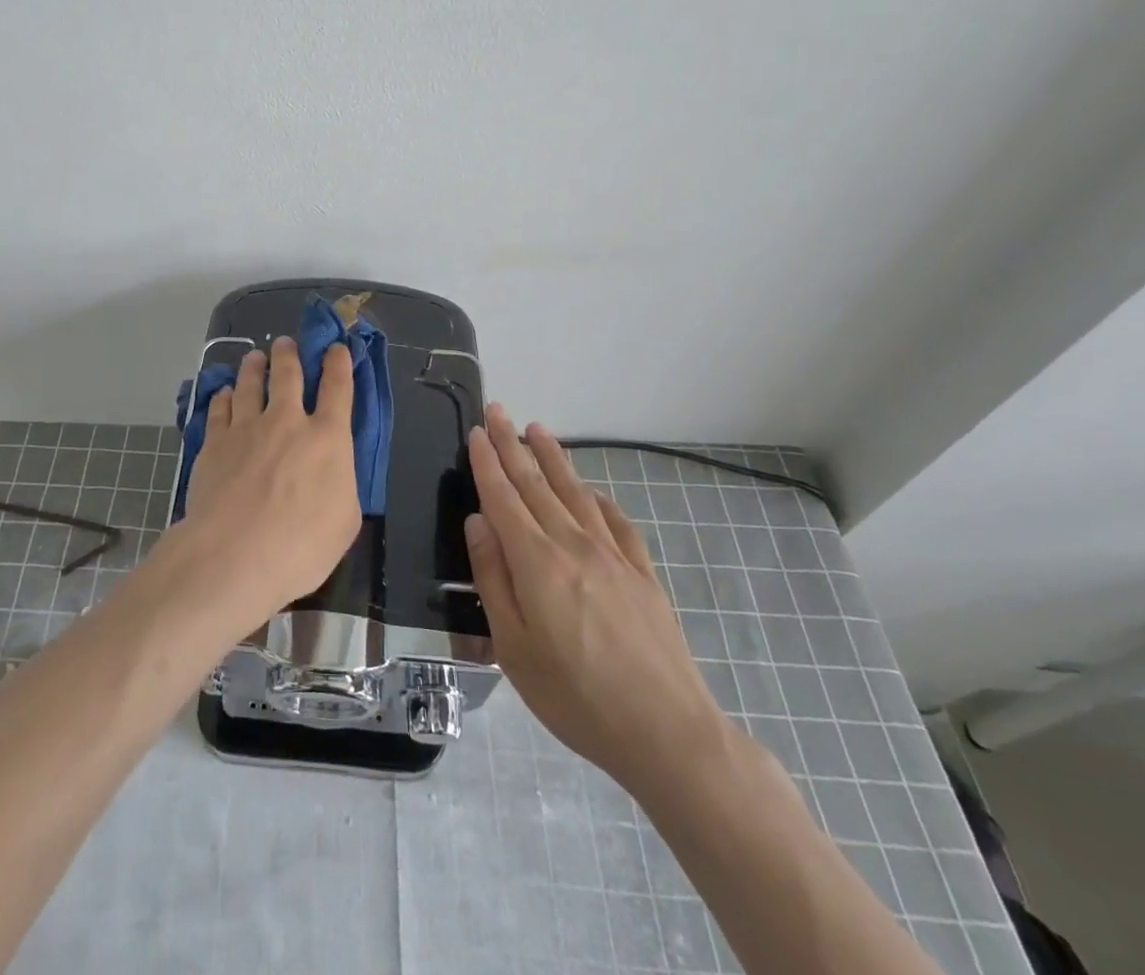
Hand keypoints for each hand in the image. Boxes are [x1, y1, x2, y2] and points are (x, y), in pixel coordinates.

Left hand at [180, 337, 361, 620]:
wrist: (234, 554)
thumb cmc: (301, 546)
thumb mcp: (344, 521)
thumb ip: (340, 485)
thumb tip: (332, 472)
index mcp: (327, 438)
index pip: (338, 388)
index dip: (339, 364)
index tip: (336, 348)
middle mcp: (287, 421)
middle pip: (288, 374)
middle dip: (289, 354)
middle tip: (285, 344)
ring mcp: (246, 427)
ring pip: (250, 384)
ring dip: (254, 367)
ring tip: (254, 357)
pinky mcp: (214, 442)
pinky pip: (220, 409)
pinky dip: (224, 397)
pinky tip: (224, 394)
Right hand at [465, 405, 732, 800]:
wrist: (668, 732)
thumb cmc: (576, 697)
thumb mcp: (513, 647)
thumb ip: (492, 578)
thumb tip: (477, 522)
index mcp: (537, 562)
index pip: (504, 497)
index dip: (487, 462)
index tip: (477, 431)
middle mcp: (574, 544)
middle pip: (536, 483)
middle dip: (513, 445)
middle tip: (499, 411)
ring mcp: (614, 556)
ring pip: (575, 492)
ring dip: (554, 458)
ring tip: (538, 430)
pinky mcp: (643, 574)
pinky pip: (616, 521)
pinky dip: (598, 498)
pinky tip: (592, 491)